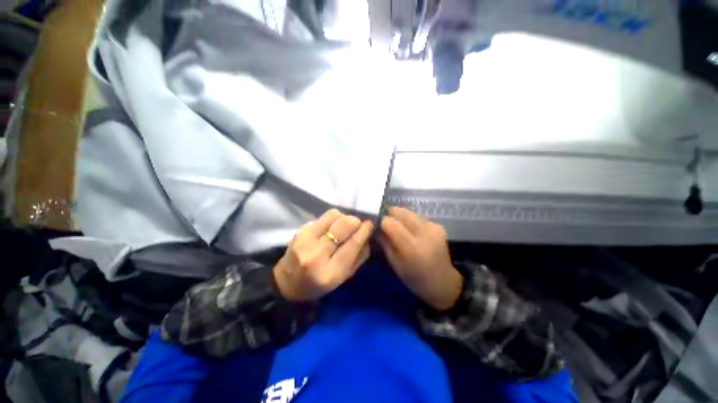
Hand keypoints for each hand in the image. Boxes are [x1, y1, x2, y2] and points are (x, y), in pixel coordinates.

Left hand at [273, 209, 373, 300]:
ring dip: (343, 218)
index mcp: (330, 272)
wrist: (286, 283)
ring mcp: (306, 240)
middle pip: (343, 226)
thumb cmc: (319, 284)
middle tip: (357, 223)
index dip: (364, 231)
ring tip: (343, 225)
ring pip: (333, 216)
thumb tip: (367, 236)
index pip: (352, 244)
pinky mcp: (300, 230)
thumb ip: (359, 257)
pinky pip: (323, 217)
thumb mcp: (343, 278)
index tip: (370, 224)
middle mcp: (316, 254)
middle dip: (354, 221)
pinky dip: (332, 219)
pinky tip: (330, 228)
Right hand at [379, 207, 462, 310]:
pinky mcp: (438, 225)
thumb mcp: (395, 263)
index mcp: (412, 248)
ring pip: (409, 212)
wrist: (443, 282)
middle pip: (400, 212)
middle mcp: (424, 233)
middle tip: (385, 224)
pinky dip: (410, 221)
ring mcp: (433, 227)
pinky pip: (417, 217)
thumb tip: (375, 227)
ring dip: (400, 217)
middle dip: (389, 215)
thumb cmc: (415, 278)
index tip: (375, 224)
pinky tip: (410, 231)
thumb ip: (384, 242)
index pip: (390, 223)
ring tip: (397, 228)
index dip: (381, 221)